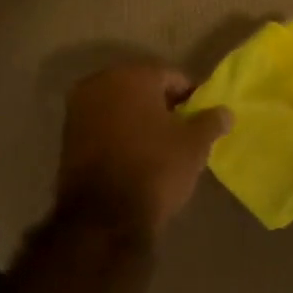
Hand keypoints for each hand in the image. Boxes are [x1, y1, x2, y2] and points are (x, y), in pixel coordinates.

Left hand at [55, 61, 231, 238]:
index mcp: (132, 76)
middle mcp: (100, 83)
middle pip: (141, 87)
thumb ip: (210, 122)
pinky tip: (136, 154)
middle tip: (183, 129)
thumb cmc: (155, 169)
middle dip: (162, 104)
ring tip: (160, 144)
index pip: (170, 76)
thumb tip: (225, 112)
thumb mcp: (194, 146)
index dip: (191, 96)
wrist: (104, 216)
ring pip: (119, 106)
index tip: (202, 117)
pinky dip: (119, 133)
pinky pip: (103, 125)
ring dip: (138, 119)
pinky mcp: (67, 136)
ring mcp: (78, 109)